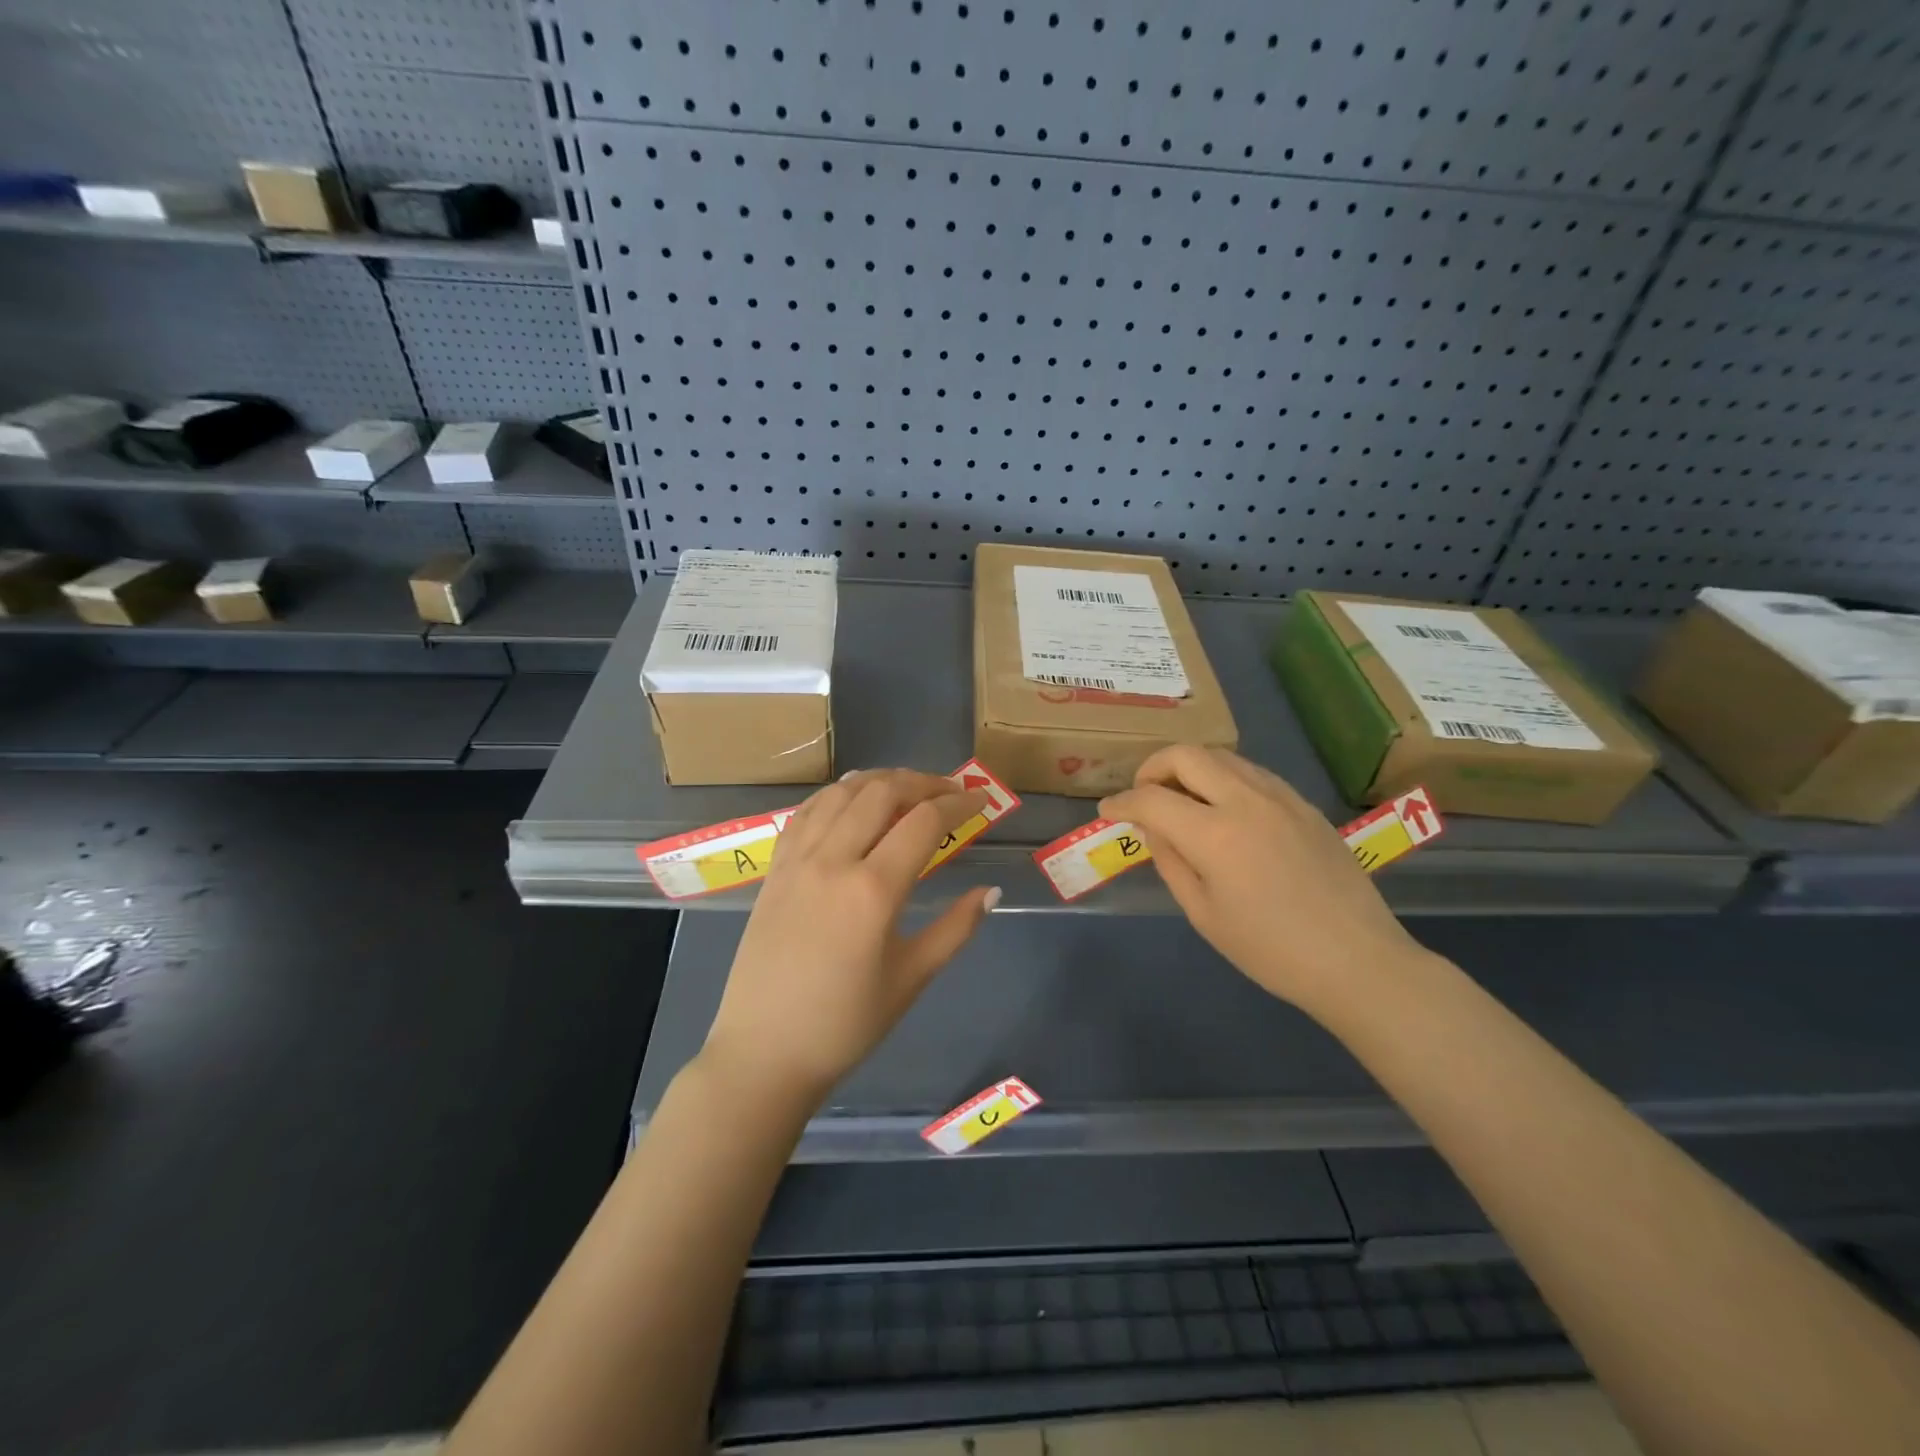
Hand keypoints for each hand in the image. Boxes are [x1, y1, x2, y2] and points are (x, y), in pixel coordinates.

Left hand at [701, 769, 997, 1105]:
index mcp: (873, 890)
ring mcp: (797, 861)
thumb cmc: (845, 1024)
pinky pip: (807, 812)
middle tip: (949, 792)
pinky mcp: (775, 869)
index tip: (981, 801)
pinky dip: (836, 795)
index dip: (958, 803)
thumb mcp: (911, 978)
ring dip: (879, 780)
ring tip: (906, 788)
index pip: (924, 822)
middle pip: (881, 792)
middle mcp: (833, 861)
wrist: (764, 1053)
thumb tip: (991, 892)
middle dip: (922, 782)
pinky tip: (851, 800)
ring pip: (841, 793)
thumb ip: (956, 929)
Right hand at [1100, 746, 1428, 1014]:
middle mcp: (1246, 801)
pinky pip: (1252, 773)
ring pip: (1222, 756)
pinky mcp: (1303, 804)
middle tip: (1143, 794)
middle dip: (1153, 767)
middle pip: (1187, 755)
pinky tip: (1223, 809)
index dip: (1121, 802)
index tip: (1107, 811)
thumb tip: (1153, 828)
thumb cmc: (1270, 950)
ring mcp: (1280, 797)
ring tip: (1180, 799)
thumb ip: (1171, 861)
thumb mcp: (1204, 914)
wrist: (1356, 960)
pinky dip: (1224, 778)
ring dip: (1190, 768)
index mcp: (1215, 834)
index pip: (1152, 799)